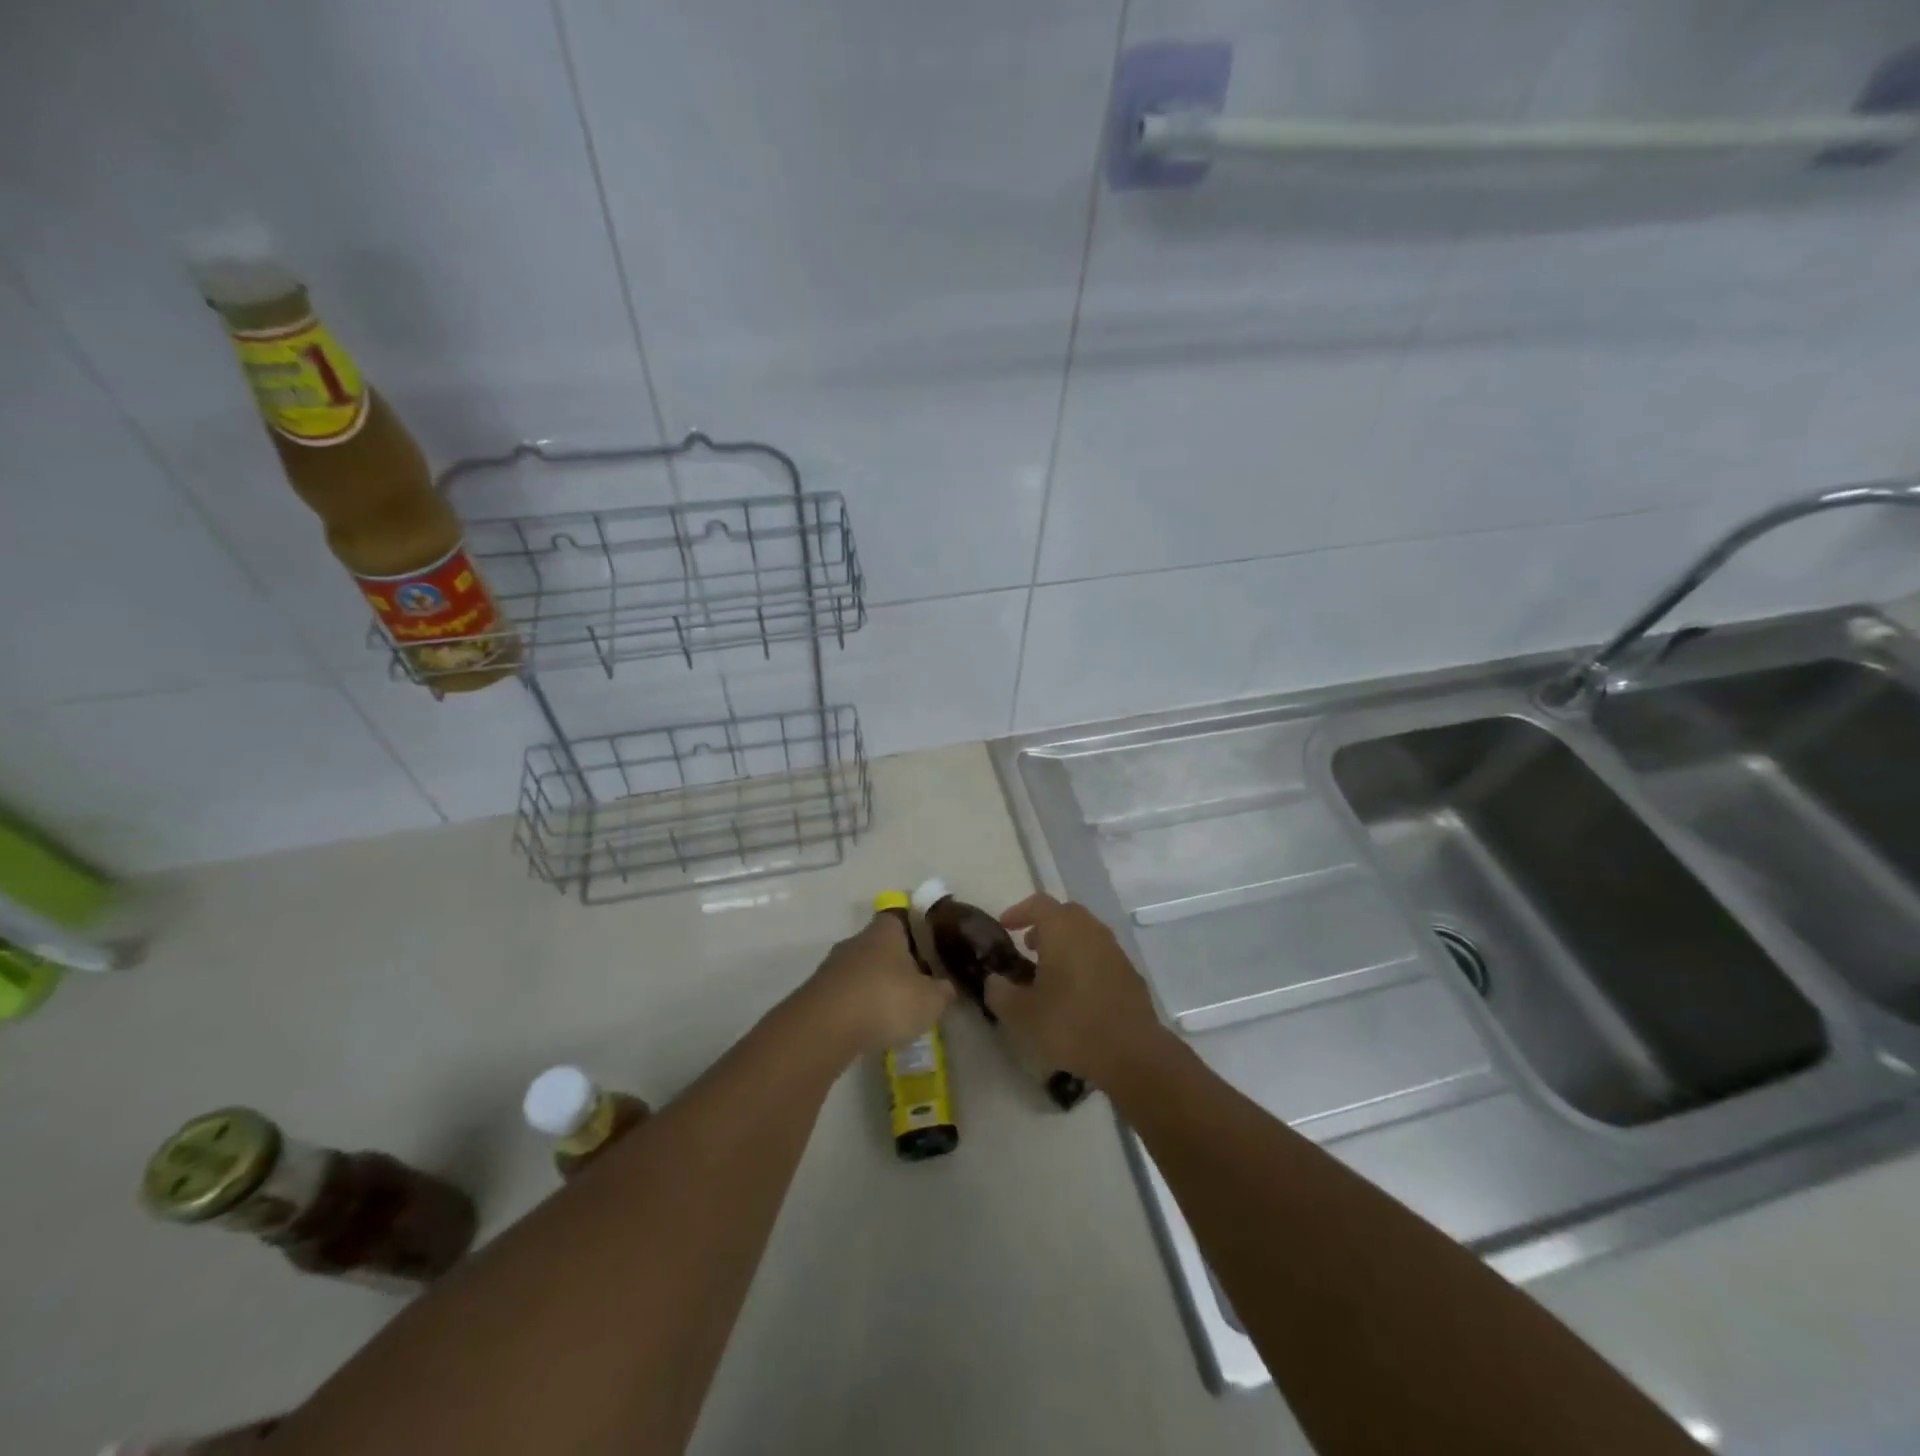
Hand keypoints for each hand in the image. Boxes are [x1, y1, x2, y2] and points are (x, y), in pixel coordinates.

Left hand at [798, 913, 955, 1057]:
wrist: (825, 1027)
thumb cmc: (885, 1000)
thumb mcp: (930, 1001)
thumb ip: (942, 991)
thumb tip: (945, 986)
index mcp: (885, 931)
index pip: (901, 917)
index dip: (915, 930)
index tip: (927, 948)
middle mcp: (857, 940)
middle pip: (880, 945)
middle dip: (896, 963)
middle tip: (915, 984)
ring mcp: (833, 965)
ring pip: (861, 969)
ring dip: (874, 985)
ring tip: (892, 1011)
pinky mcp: (817, 992)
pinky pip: (845, 992)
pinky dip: (856, 1005)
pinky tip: (867, 1025)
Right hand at [985, 894, 1167, 1085]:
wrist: (1131, 1052)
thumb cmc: (1070, 1024)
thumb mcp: (1021, 1014)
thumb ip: (999, 992)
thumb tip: (994, 981)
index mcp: (1063, 929)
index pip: (1038, 903)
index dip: (1019, 912)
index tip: (1005, 927)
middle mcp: (1090, 930)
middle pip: (1065, 914)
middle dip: (1044, 925)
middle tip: (1028, 946)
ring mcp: (1114, 950)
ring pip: (1085, 933)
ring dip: (1065, 944)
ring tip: (1049, 972)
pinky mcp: (1129, 972)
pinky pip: (1100, 955)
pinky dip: (1084, 961)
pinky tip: (1076, 992)